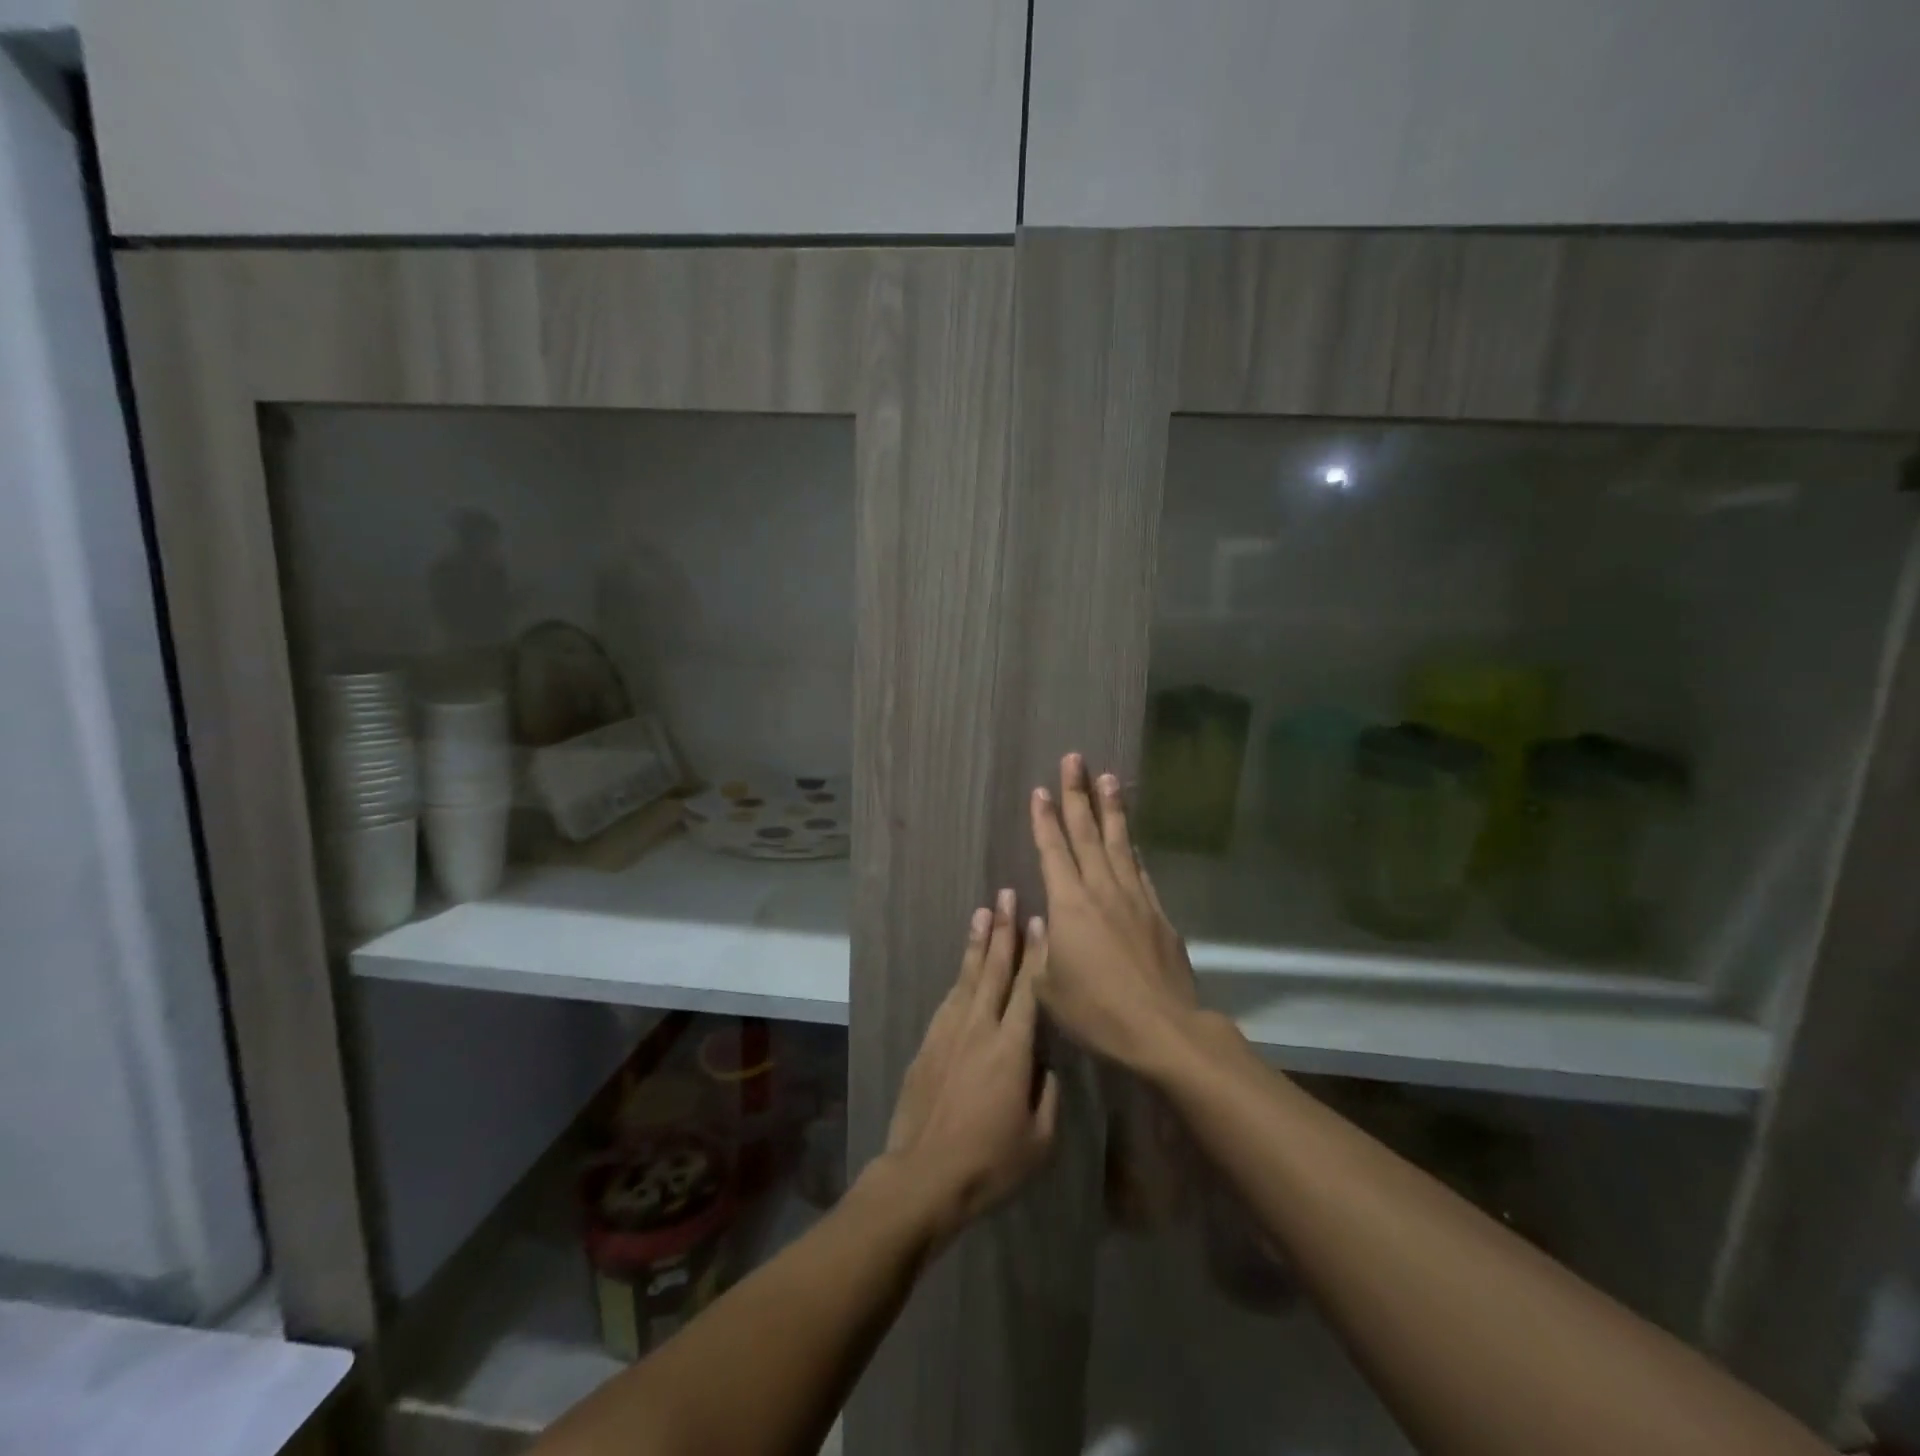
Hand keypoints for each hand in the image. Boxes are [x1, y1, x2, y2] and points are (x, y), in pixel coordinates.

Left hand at [883, 889, 1059, 1244]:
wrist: (923, 1175)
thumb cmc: (989, 1162)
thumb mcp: (1039, 1139)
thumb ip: (1048, 1094)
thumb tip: (1045, 1065)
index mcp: (1012, 1048)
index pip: (1028, 988)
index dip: (1036, 953)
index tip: (1039, 921)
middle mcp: (980, 1028)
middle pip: (994, 969)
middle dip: (1003, 929)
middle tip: (1006, 894)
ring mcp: (949, 1032)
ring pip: (968, 977)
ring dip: (978, 943)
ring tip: (983, 913)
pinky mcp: (928, 1043)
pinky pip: (950, 999)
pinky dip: (960, 976)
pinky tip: (964, 967)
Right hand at [1027, 753, 1198, 1073]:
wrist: (1162, 1029)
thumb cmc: (1096, 1011)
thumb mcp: (1048, 988)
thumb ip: (1041, 950)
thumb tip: (1044, 922)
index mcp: (1069, 905)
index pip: (1053, 851)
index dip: (1045, 820)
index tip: (1040, 790)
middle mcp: (1102, 890)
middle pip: (1087, 833)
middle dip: (1077, 795)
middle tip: (1074, 760)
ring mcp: (1134, 898)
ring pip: (1119, 843)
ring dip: (1111, 809)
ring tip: (1107, 779)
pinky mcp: (1159, 914)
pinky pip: (1140, 870)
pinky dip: (1132, 848)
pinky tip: (1130, 837)